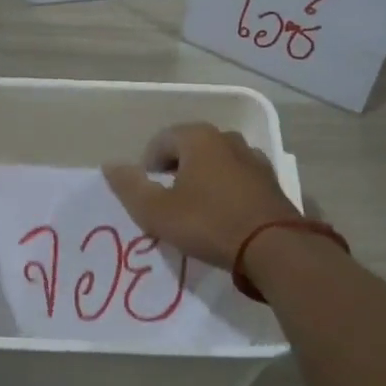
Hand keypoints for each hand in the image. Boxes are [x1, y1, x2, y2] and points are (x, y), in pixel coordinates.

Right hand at [103, 123, 300, 269]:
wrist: (274, 247)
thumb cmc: (208, 223)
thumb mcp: (157, 211)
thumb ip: (130, 187)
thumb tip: (111, 166)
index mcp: (198, 138)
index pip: (161, 141)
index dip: (147, 165)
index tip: (146, 193)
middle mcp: (227, 138)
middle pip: (190, 148)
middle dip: (175, 170)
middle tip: (167, 202)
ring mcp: (253, 158)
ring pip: (216, 163)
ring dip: (202, 180)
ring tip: (194, 210)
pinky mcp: (271, 181)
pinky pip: (237, 179)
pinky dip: (225, 190)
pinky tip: (223, 216)